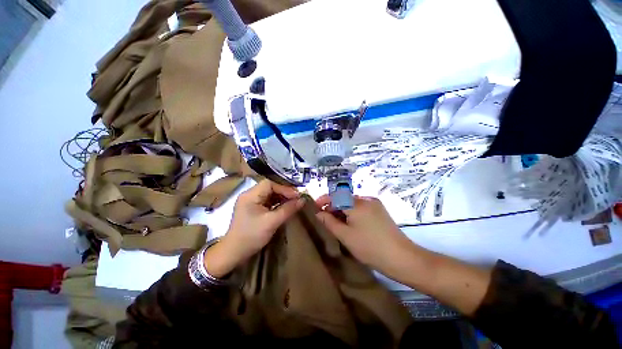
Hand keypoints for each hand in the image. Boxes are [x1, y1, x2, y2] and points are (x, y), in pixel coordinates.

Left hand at [204, 180, 304, 277]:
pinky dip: (278, 203)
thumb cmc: (251, 236)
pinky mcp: (254, 208)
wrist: (234, 253)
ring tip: (294, 202)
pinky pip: (268, 201)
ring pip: (270, 194)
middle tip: (297, 198)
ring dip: (282, 197)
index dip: (285, 187)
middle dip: (285, 192)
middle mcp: (250, 194)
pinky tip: (286, 207)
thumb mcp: (272, 222)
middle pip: (271, 187)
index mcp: (251, 195)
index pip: (270, 183)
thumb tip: (303, 200)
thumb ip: (288, 209)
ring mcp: (251, 201)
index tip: (297, 195)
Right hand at [315, 195, 416, 277]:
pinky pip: (361, 207)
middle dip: (333, 206)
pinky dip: (352, 212)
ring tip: (336, 221)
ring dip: (342, 209)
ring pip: (352, 202)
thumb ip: (329, 222)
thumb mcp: (345, 236)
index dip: (324, 200)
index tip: (315, 206)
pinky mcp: (380, 210)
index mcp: (357, 204)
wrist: (401, 258)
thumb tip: (318, 213)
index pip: (336, 196)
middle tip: (325, 217)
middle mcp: (366, 199)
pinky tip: (350, 222)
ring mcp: (374, 204)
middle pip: (344, 198)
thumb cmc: (370, 247)